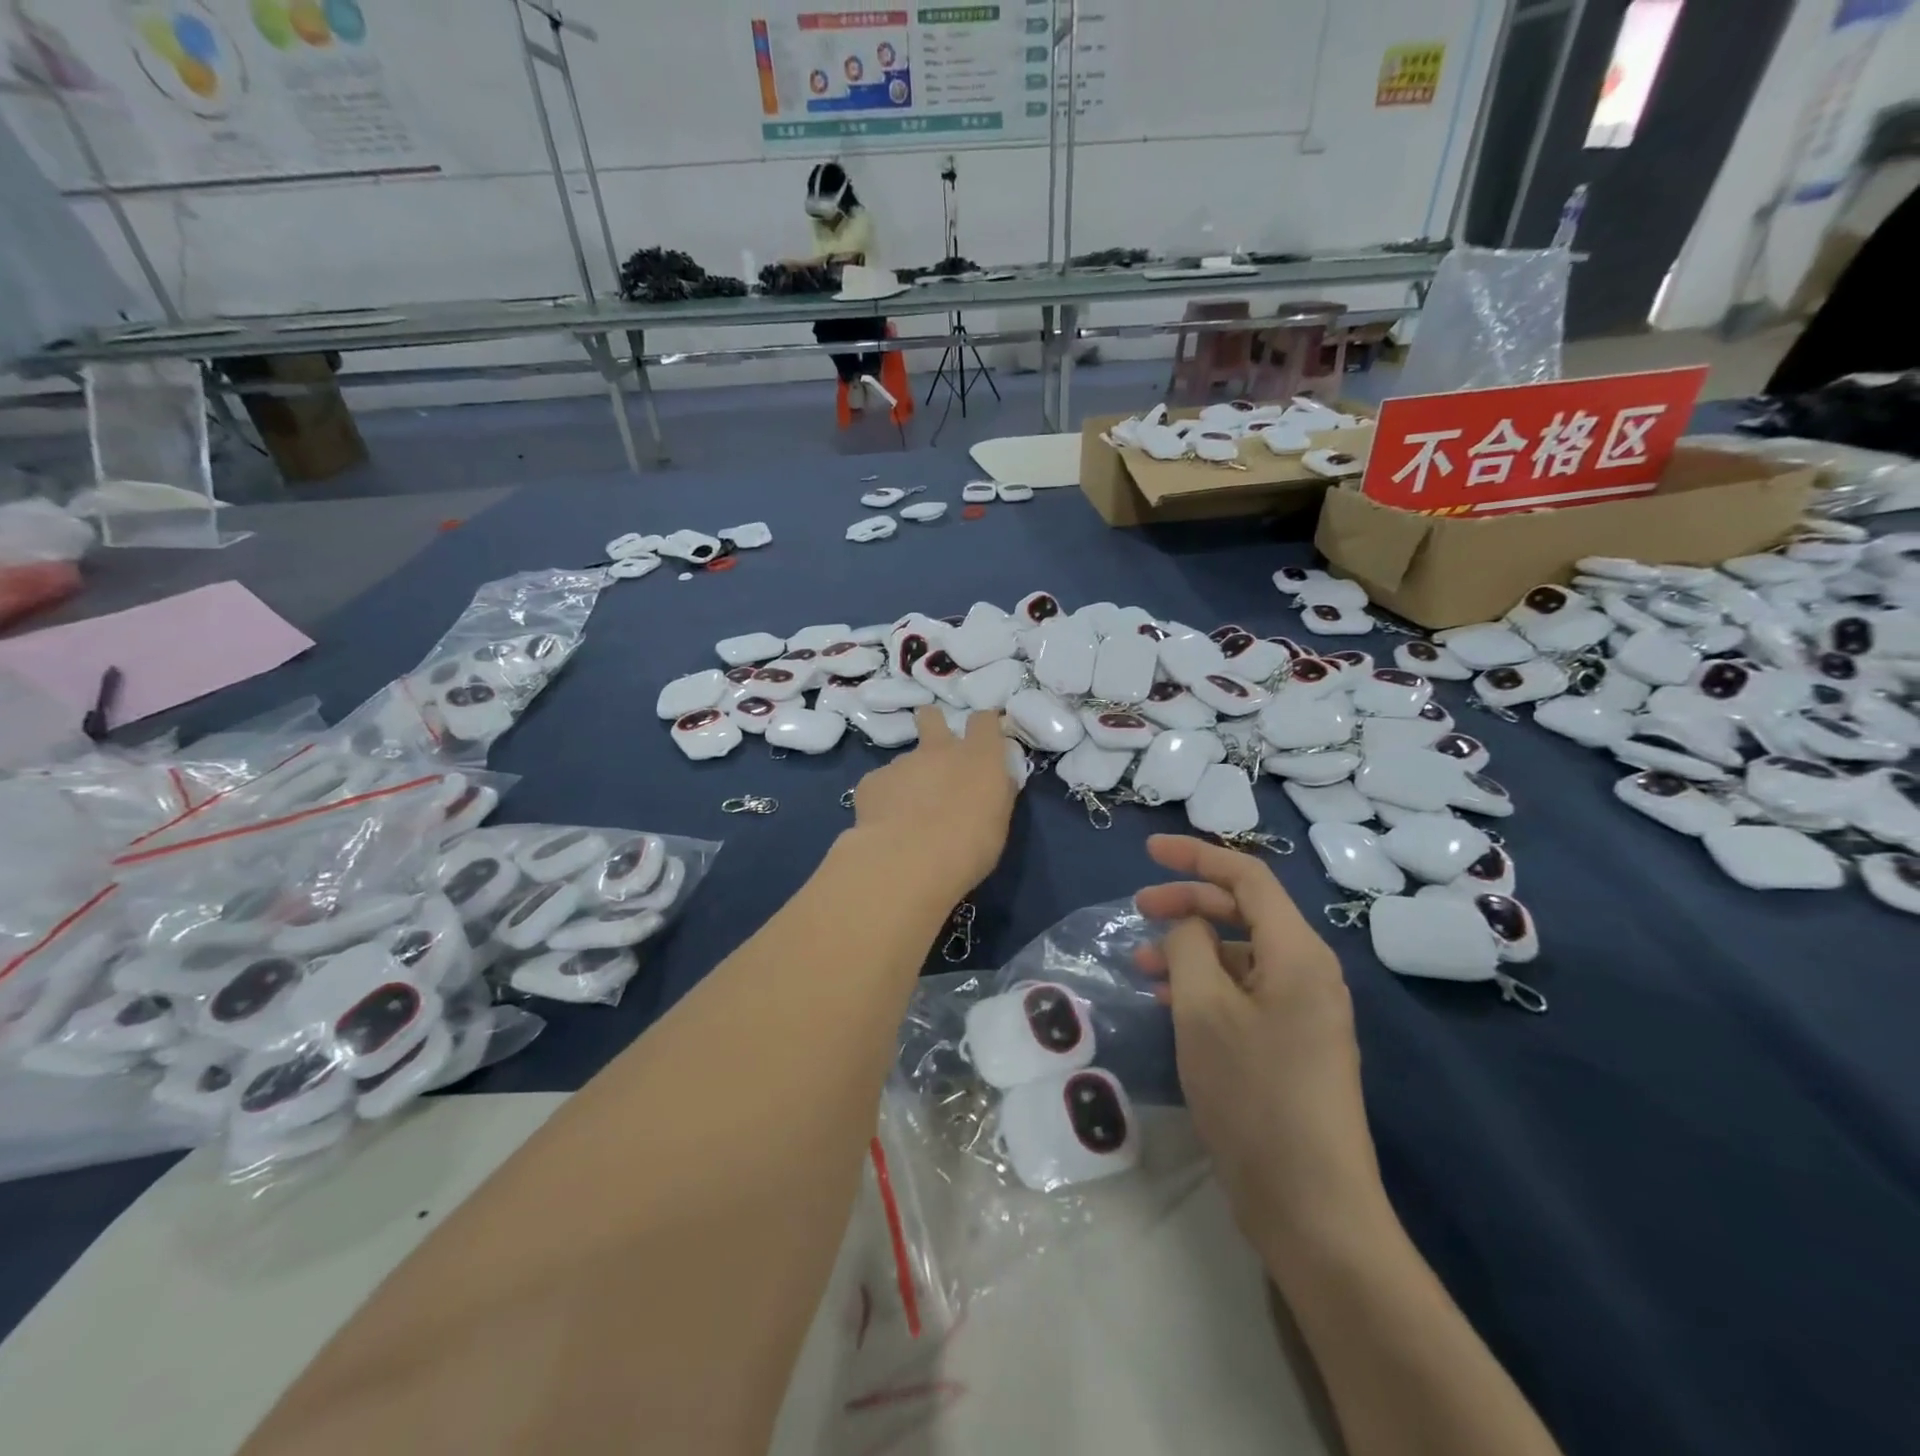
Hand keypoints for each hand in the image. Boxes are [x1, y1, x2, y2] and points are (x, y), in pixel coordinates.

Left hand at [848, 709, 1015, 900]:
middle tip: (935, 753)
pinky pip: (881, 784)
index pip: (983, 721)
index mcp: (978, 757)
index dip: (982, 727)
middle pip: (932, 716)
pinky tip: (885, 824)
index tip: (983, 740)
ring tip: (907, 813)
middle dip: (932, 725)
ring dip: (910, 777)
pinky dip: (884, 799)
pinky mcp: (872, 781)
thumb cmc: (968, 848)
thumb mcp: (996, 824)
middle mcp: (939, 750)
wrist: (908, 861)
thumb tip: (994, 783)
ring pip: (906, 760)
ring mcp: (902, 763)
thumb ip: (995, 795)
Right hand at [1134, 835, 1389, 1260]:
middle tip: (1137, 909)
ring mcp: (1303, 1010)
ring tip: (1143, 964)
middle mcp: (1308, 972)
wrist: (1311, 1205)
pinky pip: (1245, 991)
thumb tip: (1188, 926)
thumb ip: (1188, 946)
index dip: (1196, 856)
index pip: (1247, 878)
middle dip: (1189, 903)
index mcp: (1298, 953)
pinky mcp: (1292, 1043)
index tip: (1148, 851)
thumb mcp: (1203, 1010)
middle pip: (1245, 912)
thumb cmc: (1253, 1094)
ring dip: (1192, 948)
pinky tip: (1170, 1001)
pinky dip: (1206, 984)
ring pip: (1241, 954)